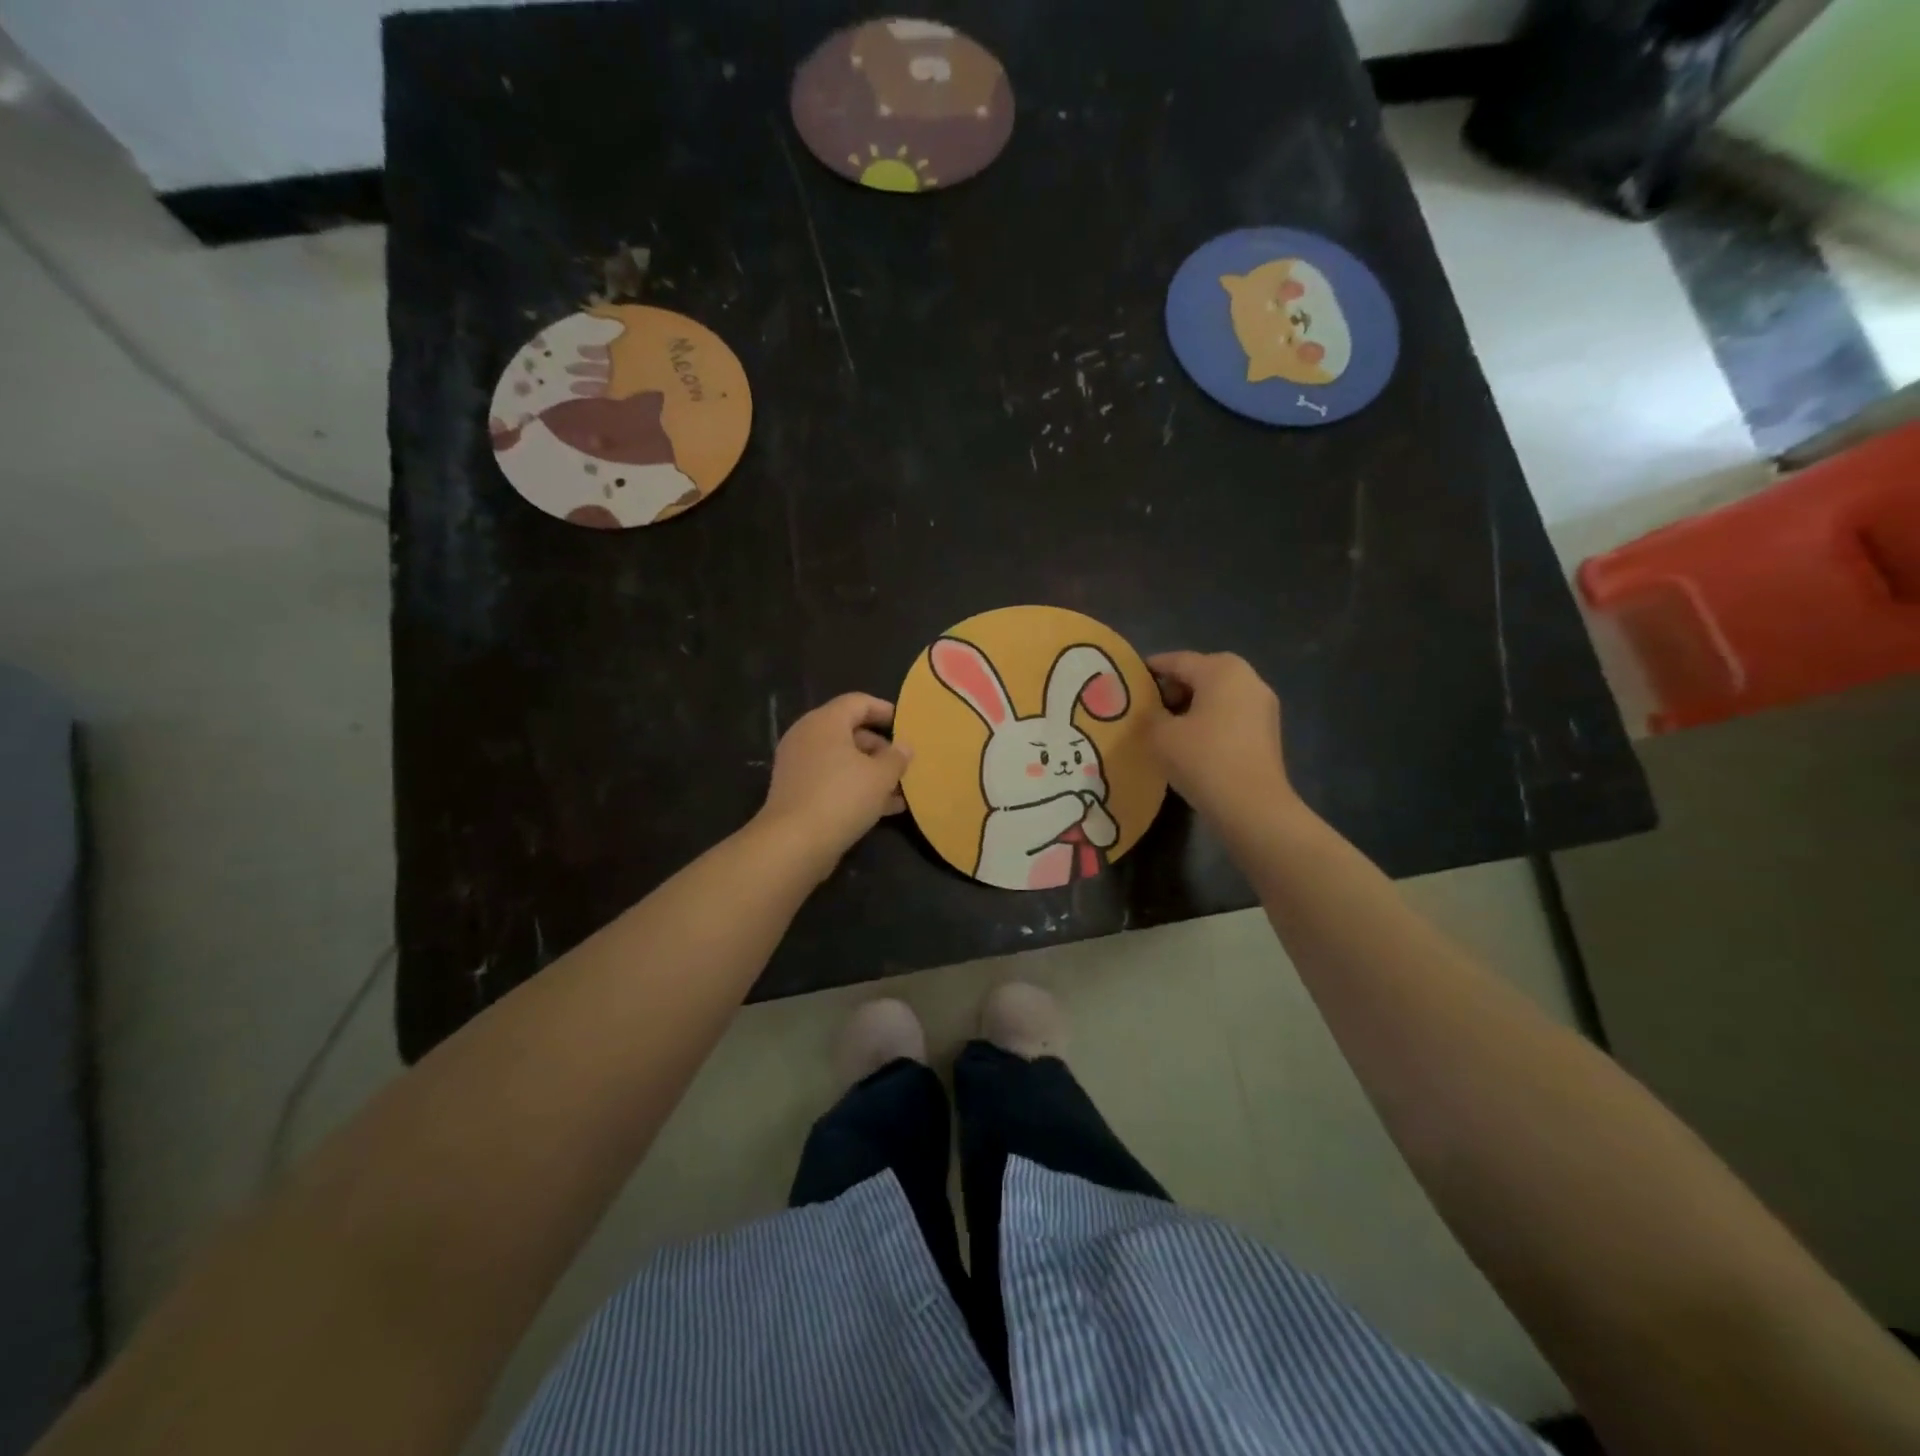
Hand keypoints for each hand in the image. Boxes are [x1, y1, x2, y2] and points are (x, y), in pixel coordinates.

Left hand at [755, 693, 911, 876]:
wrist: (794, 843)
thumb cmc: (842, 797)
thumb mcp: (881, 776)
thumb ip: (897, 757)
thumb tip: (904, 747)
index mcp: (825, 722)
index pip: (858, 702)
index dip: (884, 710)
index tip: (905, 724)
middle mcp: (807, 736)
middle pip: (849, 731)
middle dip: (880, 747)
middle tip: (903, 762)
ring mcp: (798, 765)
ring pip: (842, 759)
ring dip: (871, 771)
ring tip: (900, 789)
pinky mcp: (796, 791)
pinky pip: (832, 779)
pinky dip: (855, 787)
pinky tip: (883, 808)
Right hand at [1147, 651, 1297, 833]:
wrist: (1252, 806)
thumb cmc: (1203, 759)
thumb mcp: (1160, 735)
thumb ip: (1150, 715)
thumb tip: (1152, 711)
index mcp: (1221, 670)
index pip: (1177, 660)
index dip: (1151, 668)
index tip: (1130, 680)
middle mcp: (1247, 678)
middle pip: (1201, 673)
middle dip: (1174, 687)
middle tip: (1149, 707)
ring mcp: (1263, 705)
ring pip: (1218, 695)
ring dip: (1193, 705)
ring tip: (1168, 727)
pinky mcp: (1268, 731)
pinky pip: (1231, 714)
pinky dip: (1210, 720)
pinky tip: (1193, 743)